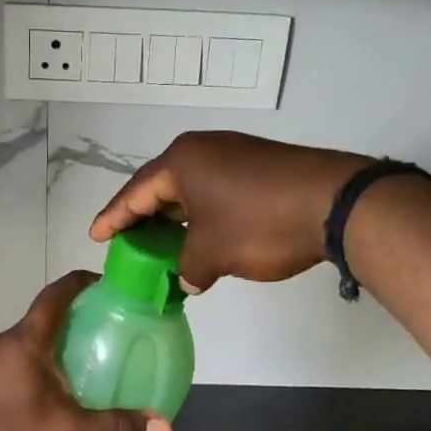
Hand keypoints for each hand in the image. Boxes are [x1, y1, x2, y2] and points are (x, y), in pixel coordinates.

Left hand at [0, 272, 171, 430]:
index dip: (79, 282)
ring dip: (53, 344)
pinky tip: (51, 393)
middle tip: (106, 329)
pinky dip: (37, 365)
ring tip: (84, 362)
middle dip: (73, 317)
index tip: (104, 282)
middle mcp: (3, 343)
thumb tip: (165, 427)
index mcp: (25, 341)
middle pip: (42, 318)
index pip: (54, 295)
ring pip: (27, 342)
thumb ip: (116, 428)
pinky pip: (14, 362)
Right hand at [90, 132, 368, 292]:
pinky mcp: (259, 166)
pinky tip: (200, 237)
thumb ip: (188, 269)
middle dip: (143, 217)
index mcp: (182, 162)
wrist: (336, 203)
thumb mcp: (213, 254)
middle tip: (126, 242)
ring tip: (159, 244)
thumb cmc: (261, 224)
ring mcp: (234, 155)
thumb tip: (187, 280)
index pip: (135, 192)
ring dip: (174, 219)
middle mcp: (204, 150)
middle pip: (161, 186)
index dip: (113, 217)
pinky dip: (201, 216)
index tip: (95, 236)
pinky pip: (215, 191)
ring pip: (190, 190)